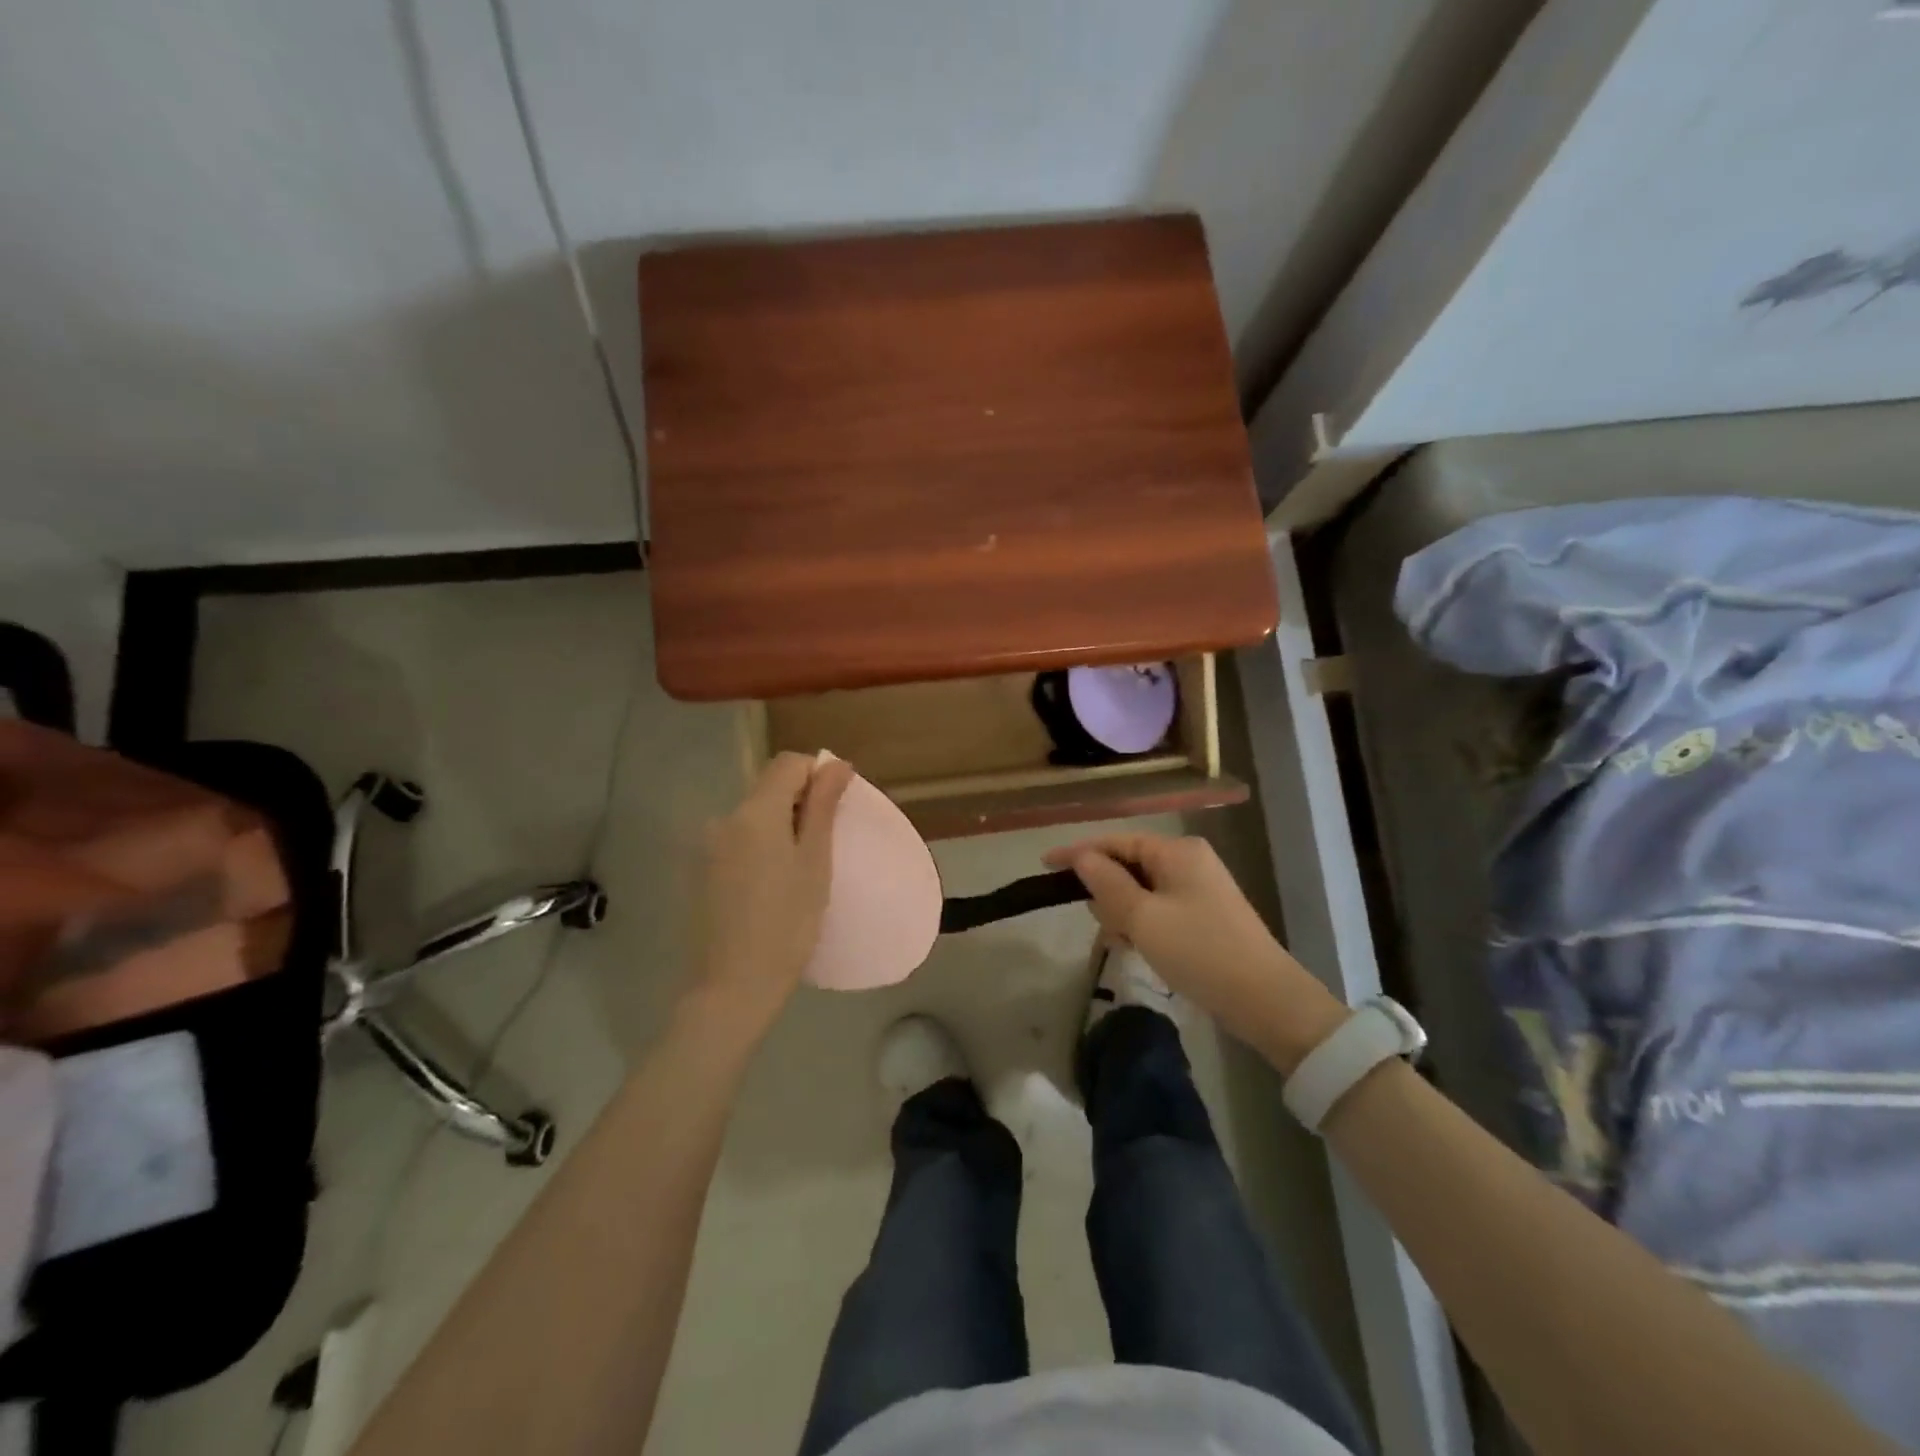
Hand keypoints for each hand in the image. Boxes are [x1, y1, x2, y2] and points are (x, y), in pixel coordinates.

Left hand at [688, 752, 853, 1037]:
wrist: (731, 987)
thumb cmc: (787, 925)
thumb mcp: (815, 863)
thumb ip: (822, 807)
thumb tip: (836, 764)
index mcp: (753, 813)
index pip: (788, 763)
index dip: (817, 773)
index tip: (836, 808)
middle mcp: (723, 819)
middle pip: (768, 788)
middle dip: (799, 802)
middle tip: (824, 845)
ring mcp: (706, 846)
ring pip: (753, 816)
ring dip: (779, 826)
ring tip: (799, 870)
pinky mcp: (699, 871)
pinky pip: (737, 841)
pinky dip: (759, 847)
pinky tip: (770, 887)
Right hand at [1044, 832, 1347, 1071]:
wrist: (1265, 999)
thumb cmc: (1199, 951)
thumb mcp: (1143, 918)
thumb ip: (1107, 883)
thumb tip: (1082, 858)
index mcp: (1176, 851)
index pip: (1115, 842)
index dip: (1078, 853)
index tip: (1044, 866)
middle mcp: (1189, 861)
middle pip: (1128, 864)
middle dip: (1106, 891)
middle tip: (1101, 924)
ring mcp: (1200, 888)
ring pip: (1142, 890)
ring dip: (1123, 912)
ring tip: (1122, 943)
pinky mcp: (1205, 915)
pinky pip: (1159, 908)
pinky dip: (1143, 924)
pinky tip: (1139, 948)